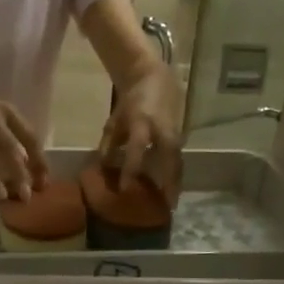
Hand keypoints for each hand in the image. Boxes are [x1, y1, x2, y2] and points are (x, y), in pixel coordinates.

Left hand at [97, 64, 182, 200]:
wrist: (153, 78)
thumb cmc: (130, 102)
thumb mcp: (114, 121)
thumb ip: (109, 144)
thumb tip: (104, 168)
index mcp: (141, 122)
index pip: (137, 149)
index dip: (131, 169)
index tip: (124, 189)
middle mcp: (161, 128)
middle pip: (169, 158)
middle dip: (169, 181)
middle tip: (166, 205)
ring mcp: (174, 131)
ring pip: (178, 160)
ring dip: (176, 181)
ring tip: (172, 202)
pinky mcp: (180, 134)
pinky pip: (178, 157)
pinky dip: (176, 173)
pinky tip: (172, 189)